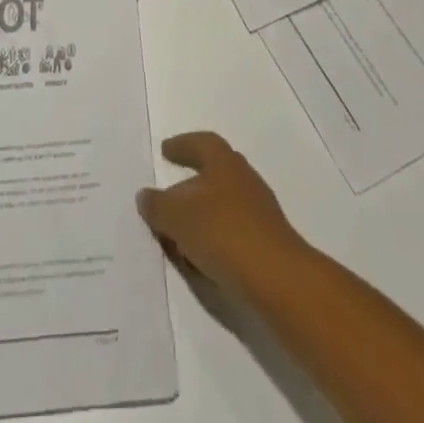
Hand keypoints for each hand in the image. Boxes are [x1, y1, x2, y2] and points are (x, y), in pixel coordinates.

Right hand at [137, 131, 306, 293]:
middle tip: (170, 193)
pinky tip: (201, 257)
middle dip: (191, 182)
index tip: (165, 150)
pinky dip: (214, 238)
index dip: (182, 145)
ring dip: (201, 214)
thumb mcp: (178, 218)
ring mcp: (258, 211)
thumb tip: (145, 196)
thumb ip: (158, 206)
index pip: (201, 143)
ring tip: (179, 233)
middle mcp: (243, 179)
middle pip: (214, 172)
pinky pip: (232, 231)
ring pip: (223, 204)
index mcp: (224, 162)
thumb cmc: (224, 233)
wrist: (278, 279)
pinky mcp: (266, 242)